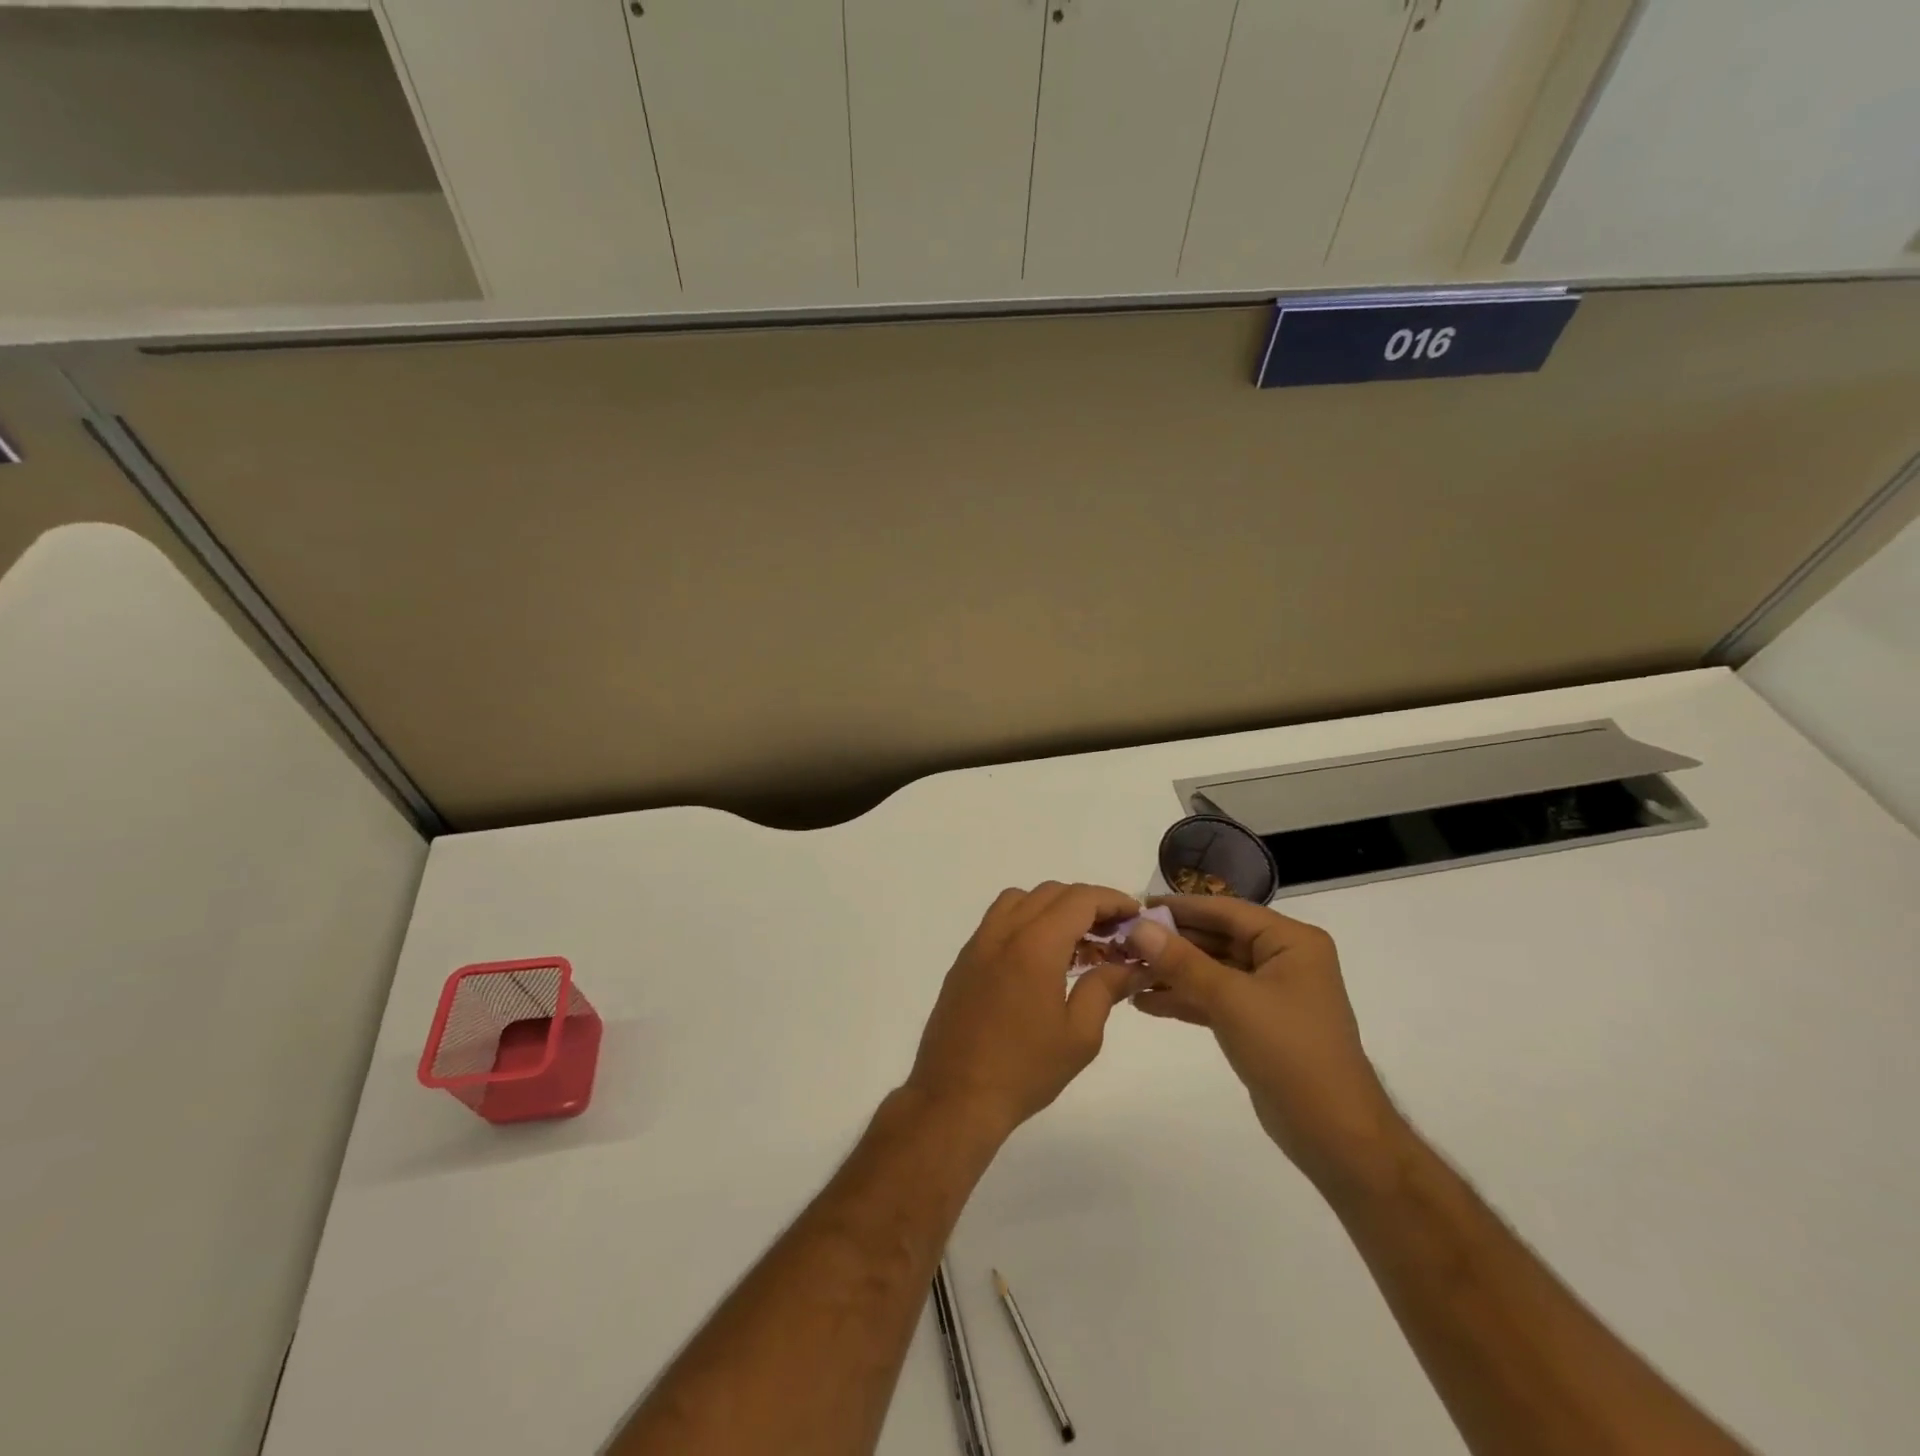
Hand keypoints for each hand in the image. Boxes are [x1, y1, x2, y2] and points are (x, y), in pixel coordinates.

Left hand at [906, 883, 1148, 1136]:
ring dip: (1053, 907)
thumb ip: (1105, 988)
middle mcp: (1003, 932)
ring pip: (1020, 900)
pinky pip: (999, 921)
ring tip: (1077, 942)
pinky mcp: (964, 961)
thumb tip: (1130, 965)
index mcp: (1035, 945)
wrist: (955, 1096)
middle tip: (1113, 933)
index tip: (1135, 915)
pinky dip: (1026, 921)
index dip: (1112, 900)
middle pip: (1050, 893)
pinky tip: (1042, 960)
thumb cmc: (1024, 1069)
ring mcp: (979, 944)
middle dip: (1086, 903)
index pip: (1079, 899)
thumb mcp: (1080, 1035)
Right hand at [1126, 896, 1404, 1186]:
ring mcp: (1270, 992)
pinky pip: (1215, 998)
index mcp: (1290, 941)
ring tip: (1125, 972)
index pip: (1225, 911)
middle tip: (1122, 942)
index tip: (1135, 906)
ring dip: (1171, 972)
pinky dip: (1184, 999)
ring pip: (1212, 969)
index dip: (1179, 908)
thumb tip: (1137, 927)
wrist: (1334, 1134)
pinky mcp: (1258, 1023)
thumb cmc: (1289, 1052)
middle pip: (1216, 938)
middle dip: (1170, 943)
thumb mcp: (1231, 999)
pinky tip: (1144, 1002)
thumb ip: (1181, 961)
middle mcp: (1283, 958)